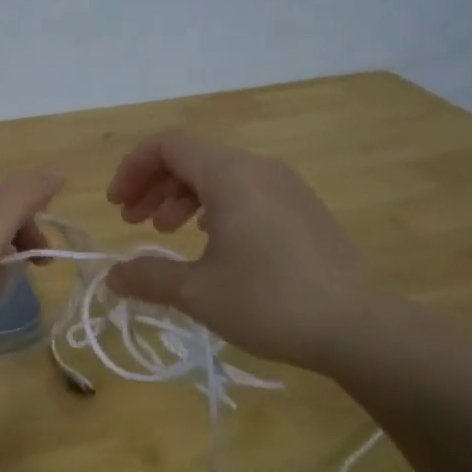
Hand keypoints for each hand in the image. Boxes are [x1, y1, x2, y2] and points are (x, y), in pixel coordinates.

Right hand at [104, 129, 407, 376]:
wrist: (360, 327)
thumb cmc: (270, 302)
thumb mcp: (197, 292)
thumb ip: (148, 277)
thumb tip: (111, 277)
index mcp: (230, 175)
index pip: (168, 144)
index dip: (133, 168)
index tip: (116, 206)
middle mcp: (258, 168)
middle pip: (192, 156)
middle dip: (153, 184)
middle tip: (132, 220)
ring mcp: (286, 186)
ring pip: (220, 173)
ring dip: (182, 196)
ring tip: (166, 231)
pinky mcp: (303, 209)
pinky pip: (246, 190)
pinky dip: (215, 205)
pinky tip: (212, 240)